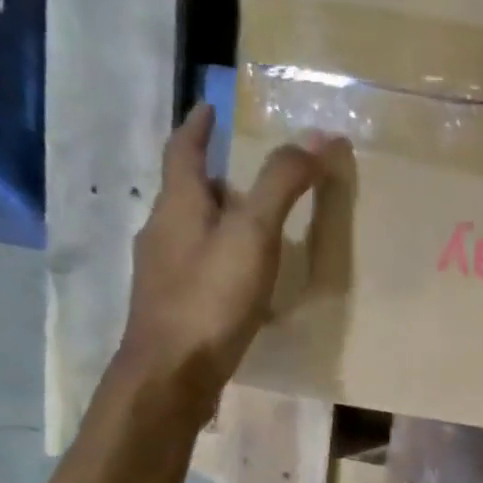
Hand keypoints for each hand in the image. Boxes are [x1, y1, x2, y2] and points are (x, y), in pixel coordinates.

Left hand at [117, 103, 329, 415]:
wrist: (171, 375)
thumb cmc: (210, 299)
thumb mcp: (253, 235)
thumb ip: (283, 185)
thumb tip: (320, 134)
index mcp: (178, 206)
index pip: (184, 152)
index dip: (197, 127)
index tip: (209, 108)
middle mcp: (163, 233)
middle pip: (187, 194)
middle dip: (216, 179)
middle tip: (250, 176)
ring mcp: (164, 275)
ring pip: (193, 234)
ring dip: (220, 223)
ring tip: (255, 228)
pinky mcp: (174, 309)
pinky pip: (200, 270)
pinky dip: (222, 262)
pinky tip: (245, 284)